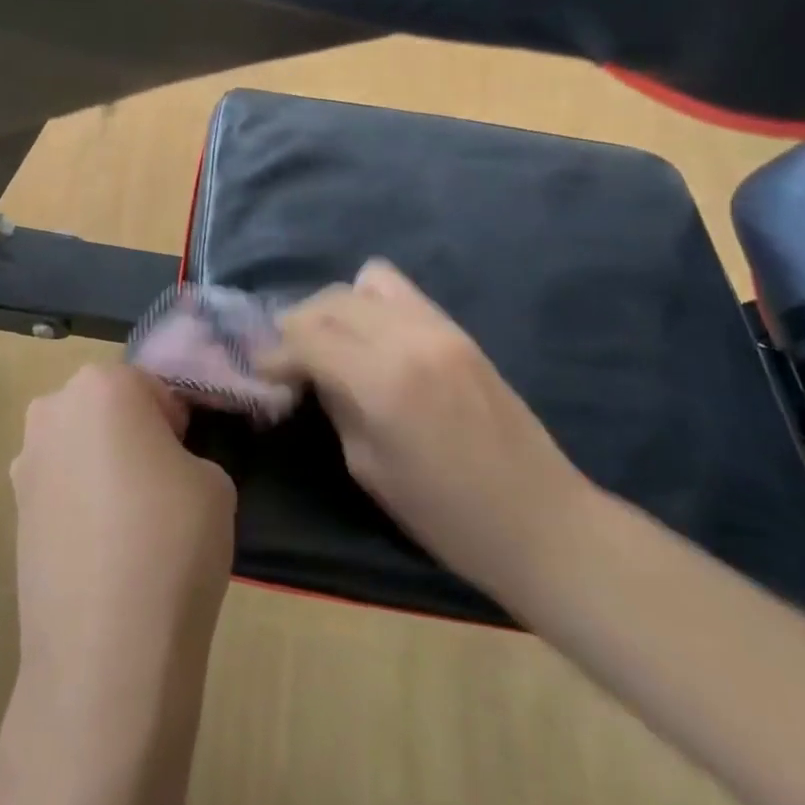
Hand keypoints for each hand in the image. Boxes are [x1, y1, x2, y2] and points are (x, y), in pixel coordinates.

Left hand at [0, 367, 233, 804]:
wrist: (106, 651)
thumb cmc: (172, 542)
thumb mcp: (213, 481)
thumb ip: (186, 452)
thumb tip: (161, 465)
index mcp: (104, 384)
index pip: (152, 386)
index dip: (177, 422)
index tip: (188, 459)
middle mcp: (53, 408)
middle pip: (106, 407)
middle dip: (132, 433)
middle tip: (161, 485)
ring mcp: (25, 461)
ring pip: (79, 445)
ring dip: (101, 465)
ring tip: (129, 523)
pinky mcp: (12, 509)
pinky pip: (59, 486)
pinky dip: (79, 502)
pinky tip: (101, 549)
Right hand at [265, 259, 592, 603]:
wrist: (541, 521)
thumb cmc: (447, 517)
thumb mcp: (369, 468)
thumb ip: (336, 405)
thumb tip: (312, 373)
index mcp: (381, 382)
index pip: (306, 335)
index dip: (275, 351)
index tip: (263, 370)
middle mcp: (407, 339)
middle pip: (330, 301)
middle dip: (298, 325)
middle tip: (289, 359)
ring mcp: (439, 327)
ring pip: (364, 284)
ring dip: (335, 308)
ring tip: (330, 342)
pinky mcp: (458, 329)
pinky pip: (401, 292)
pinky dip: (371, 303)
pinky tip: (370, 337)